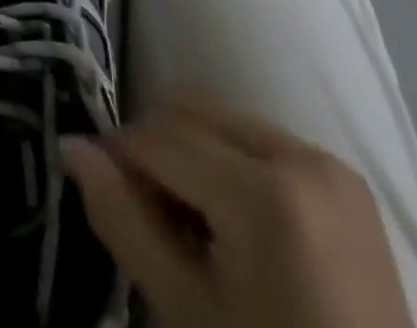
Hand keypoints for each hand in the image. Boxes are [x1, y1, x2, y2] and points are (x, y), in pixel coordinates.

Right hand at [63, 92, 415, 327]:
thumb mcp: (185, 311)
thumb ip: (122, 219)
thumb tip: (70, 145)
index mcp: (265, 194)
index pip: (160, 138)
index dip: (119, 157)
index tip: (102, 193)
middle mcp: (300, 155)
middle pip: (191, 109)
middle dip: (156, 147)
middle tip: (149, 215)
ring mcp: (330, 163)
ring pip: (223, 118)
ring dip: (191, 151)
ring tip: (192, 222)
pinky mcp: (347, 178)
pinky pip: (262, 139)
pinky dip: (231, 162)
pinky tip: (233, 224)